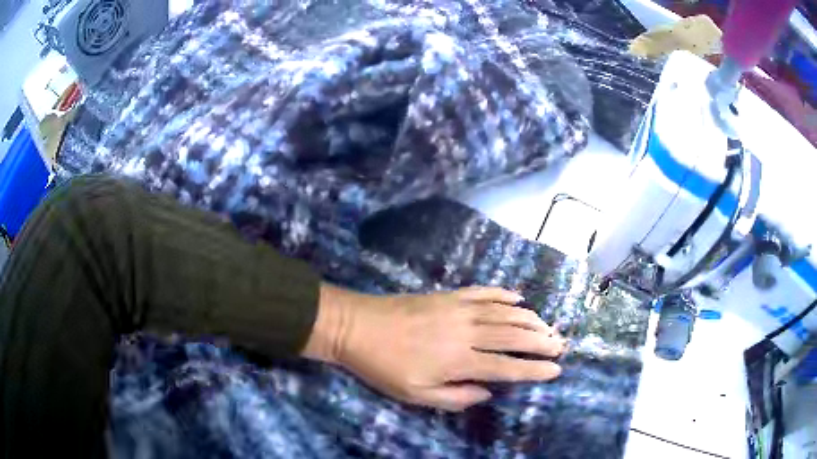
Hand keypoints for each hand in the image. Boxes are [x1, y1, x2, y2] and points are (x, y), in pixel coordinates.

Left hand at [303, 285, 565, 411]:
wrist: (356, 326)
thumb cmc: (383, 367)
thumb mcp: (416, 395)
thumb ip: (455, 398)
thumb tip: (487, 392)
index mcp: (459, 361)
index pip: (507, 367)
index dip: (534, 370)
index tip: (556, 370)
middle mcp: (466, 332)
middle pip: (514, 336)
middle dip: (541, 341)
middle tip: (561, 345)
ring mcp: (459, 309)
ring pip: (505, 312)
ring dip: (530, 319)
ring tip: (548, 326)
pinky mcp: (449, 295)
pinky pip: (484, 292)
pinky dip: (505, 294)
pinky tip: (519, 297)